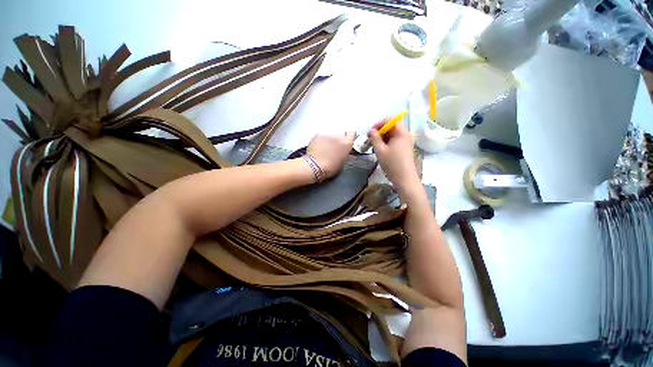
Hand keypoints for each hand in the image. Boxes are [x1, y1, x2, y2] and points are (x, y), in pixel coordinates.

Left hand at [306, 131, 354, 178]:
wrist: (314, 166)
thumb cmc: (330, 168)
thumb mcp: (342, 161)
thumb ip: (345, 152)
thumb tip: (344, 150)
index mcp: (346, 143)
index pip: (352, 133)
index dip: (349, 137)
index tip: (346, 142)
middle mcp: (338, 135)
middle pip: (341, 133)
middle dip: (339, 138)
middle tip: (335, 146)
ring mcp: (327, 134)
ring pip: (331, 133)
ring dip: (330, 139)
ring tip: (325, 147)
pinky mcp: (318, 134)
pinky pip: (322, 135)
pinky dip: (322, 140)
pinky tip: (318, 146)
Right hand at [368, 121, 419, 190]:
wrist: (404, 178)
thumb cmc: (392, 163)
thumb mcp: (380, 150)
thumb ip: (374, 138)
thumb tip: (371, 131)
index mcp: (401, 132)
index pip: (390, 121)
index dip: (379, 124)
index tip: (370, 132)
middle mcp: (406, 135)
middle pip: (392, 128)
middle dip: (380, 132)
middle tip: (371, 139)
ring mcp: (406, 142)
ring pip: (393, 135)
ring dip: (383, 138)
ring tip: (374, 146)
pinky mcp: (405, 149)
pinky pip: (395, 141)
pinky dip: (387, 143)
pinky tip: (381, 150)